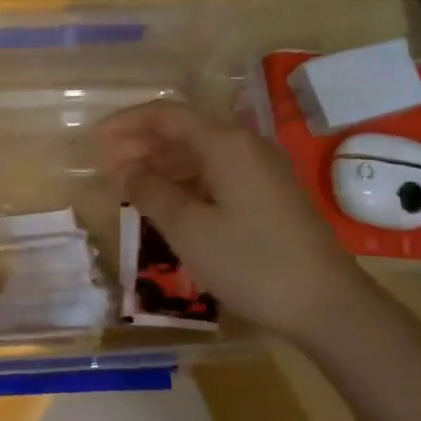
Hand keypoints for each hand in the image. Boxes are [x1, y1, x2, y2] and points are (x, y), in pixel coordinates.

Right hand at [98, 101, 363, 343]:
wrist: (326, 304)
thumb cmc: (250, 262)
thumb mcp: (189, 228)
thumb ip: (150, 191)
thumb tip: (125, 169)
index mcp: (225, 143)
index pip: (166, 115)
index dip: (127, 123)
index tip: (95, 141)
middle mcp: (245, 145)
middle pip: (184, 131)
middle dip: (142, 144)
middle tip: (106, 166)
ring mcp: (262, 170)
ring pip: (201, 154)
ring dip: (163, 164)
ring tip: (130, 185)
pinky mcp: (270, 195)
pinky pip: (218, 174)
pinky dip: (187, 181)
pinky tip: (169, 202)